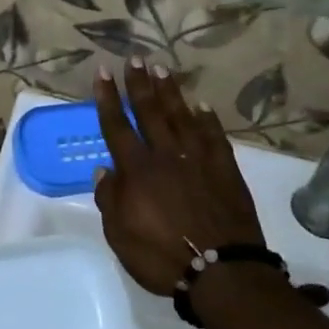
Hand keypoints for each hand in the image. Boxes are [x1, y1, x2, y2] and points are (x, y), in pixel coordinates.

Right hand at [92, 59, 267, 295]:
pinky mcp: (225, 168)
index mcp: (137, 170)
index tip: (102, 72)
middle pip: (150, 111)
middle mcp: (166, 155)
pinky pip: (214, 135)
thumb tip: (104, 169)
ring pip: (181, 116)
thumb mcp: (119, 235)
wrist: (222, 269)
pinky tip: (202, 106)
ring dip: (170, 92)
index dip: (108, 98)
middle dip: (139, 83)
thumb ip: (109, 198)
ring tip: (162, 69)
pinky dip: (207, 119)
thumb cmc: (161, 256)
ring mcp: (199, 159)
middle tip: (135, 58)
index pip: (117, 126)